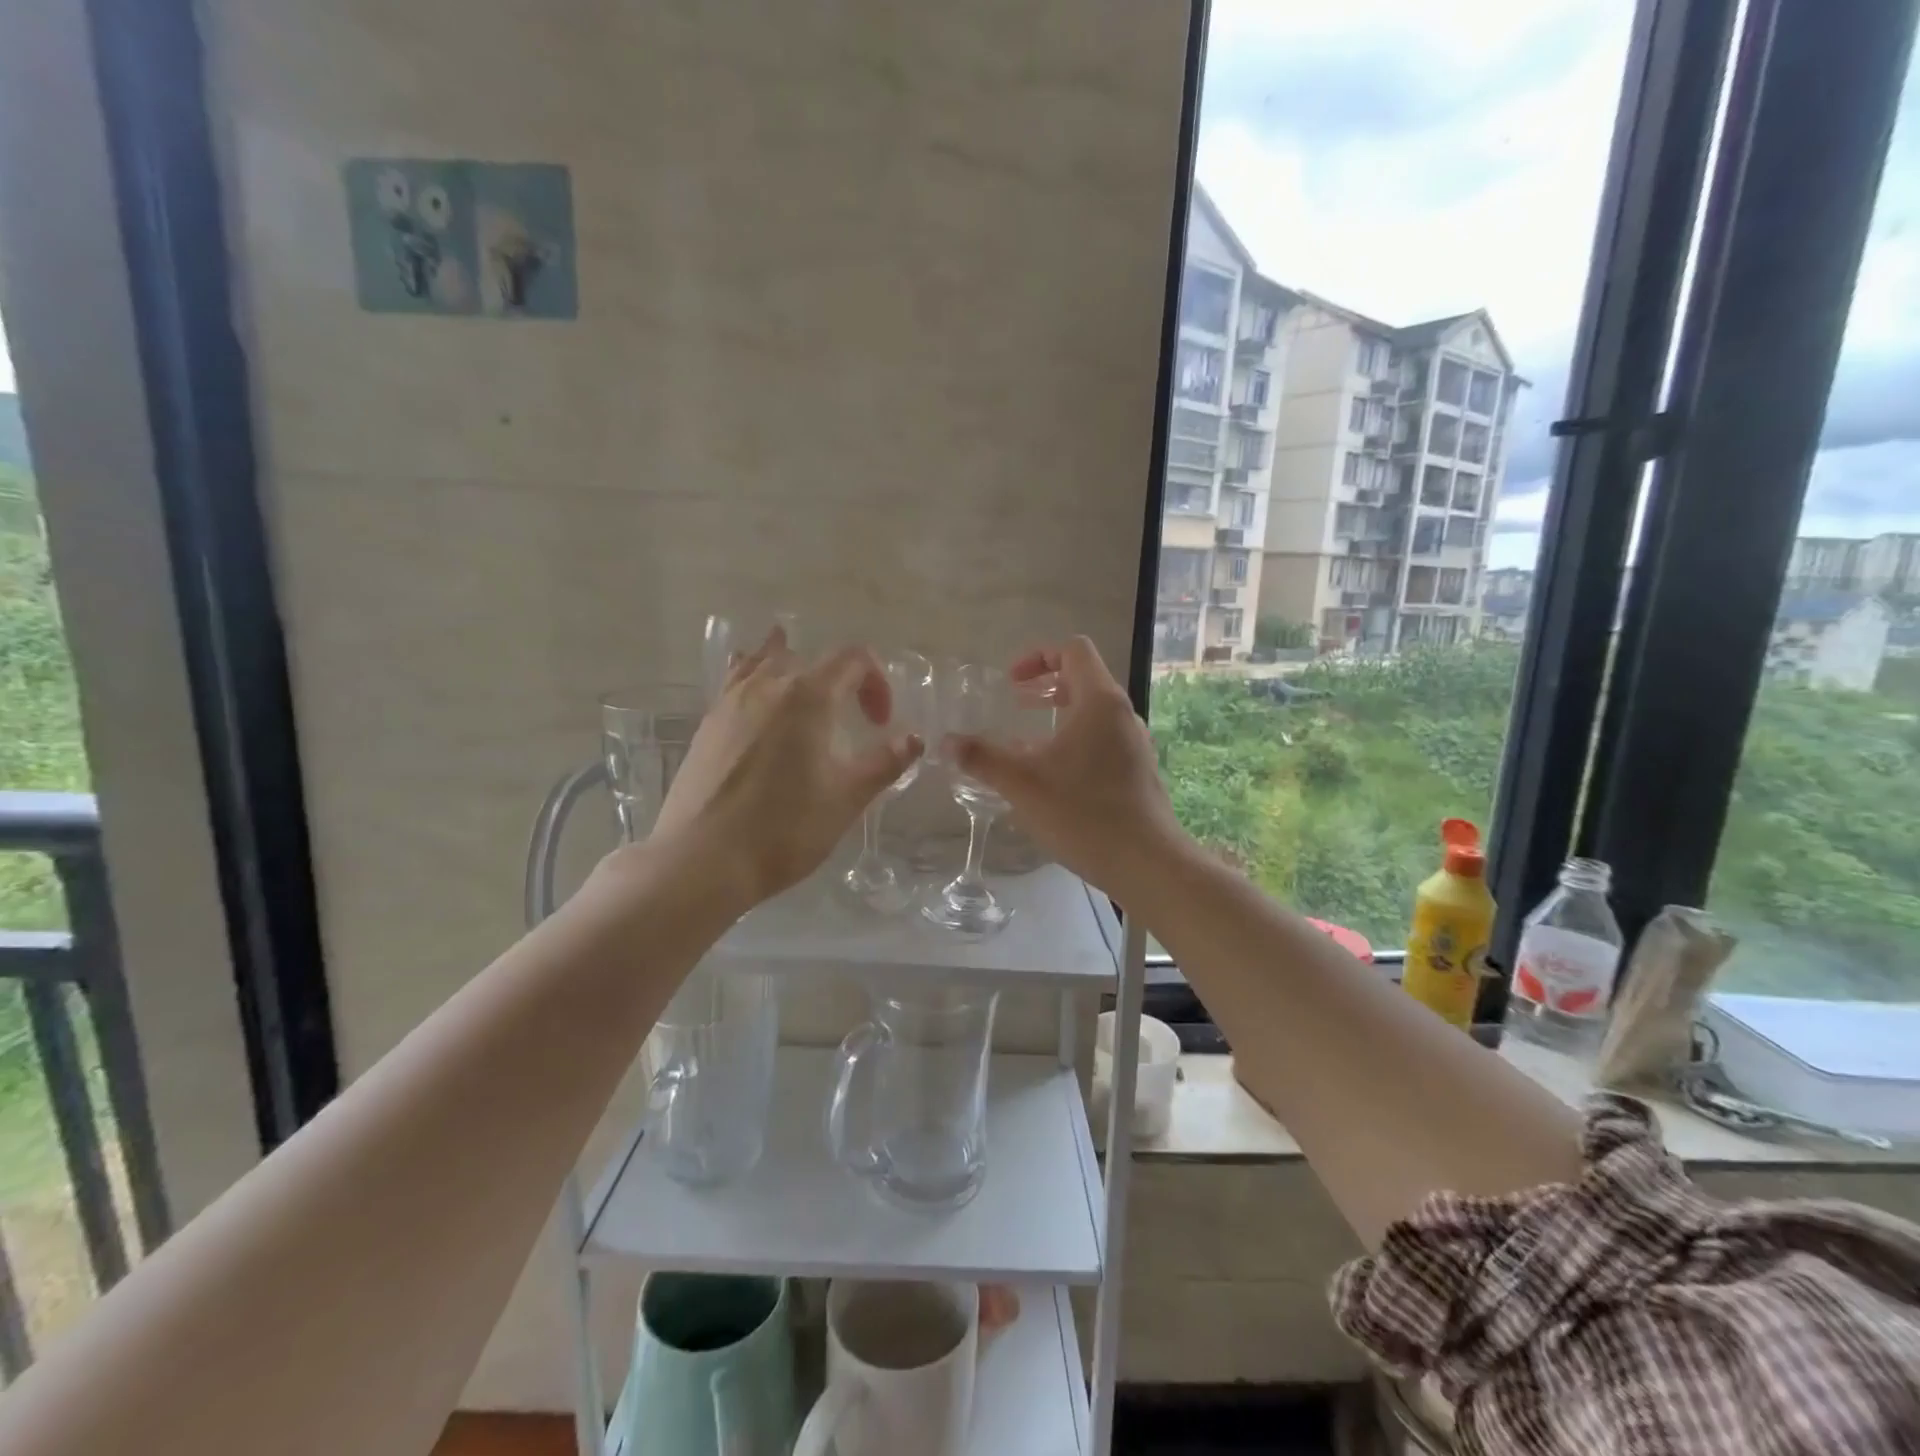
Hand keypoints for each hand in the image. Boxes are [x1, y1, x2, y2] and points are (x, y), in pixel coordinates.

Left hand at [636, 631, 921, 913]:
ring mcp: (730, 701)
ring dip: (797, 671)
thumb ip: (885, 763)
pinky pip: (737, 681)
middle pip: (812, 658)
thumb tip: (914, 738)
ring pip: (767, 662)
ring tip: (808, 691)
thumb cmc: (784, 829)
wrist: (701, 861)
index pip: (853, 659)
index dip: (877, 682)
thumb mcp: (847, 798)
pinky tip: (759, 698)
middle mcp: (768, 685)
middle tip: (852, 720)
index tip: (880, 723)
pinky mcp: (708, 724)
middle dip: (842, 681)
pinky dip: (756, 677)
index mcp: (808, 696)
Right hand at [946, 636, 1187, 899]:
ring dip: (1059, 717)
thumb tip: (946, 742)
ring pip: (1094, 714)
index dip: (1038, 656)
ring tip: (1027, 743)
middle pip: (1085, 679)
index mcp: (1100, 702)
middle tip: (1016, 704)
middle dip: (1046, 686)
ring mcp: (1135, 744)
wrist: (1147, 864)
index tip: (1011, 682)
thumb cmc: (1083, 813)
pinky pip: (1102, 741)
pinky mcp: (1138, 772)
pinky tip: (1052, 778)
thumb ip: (982, 758)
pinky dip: (1074, 743)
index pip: (1074, 650)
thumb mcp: (1022, 783)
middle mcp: (1123, 715)